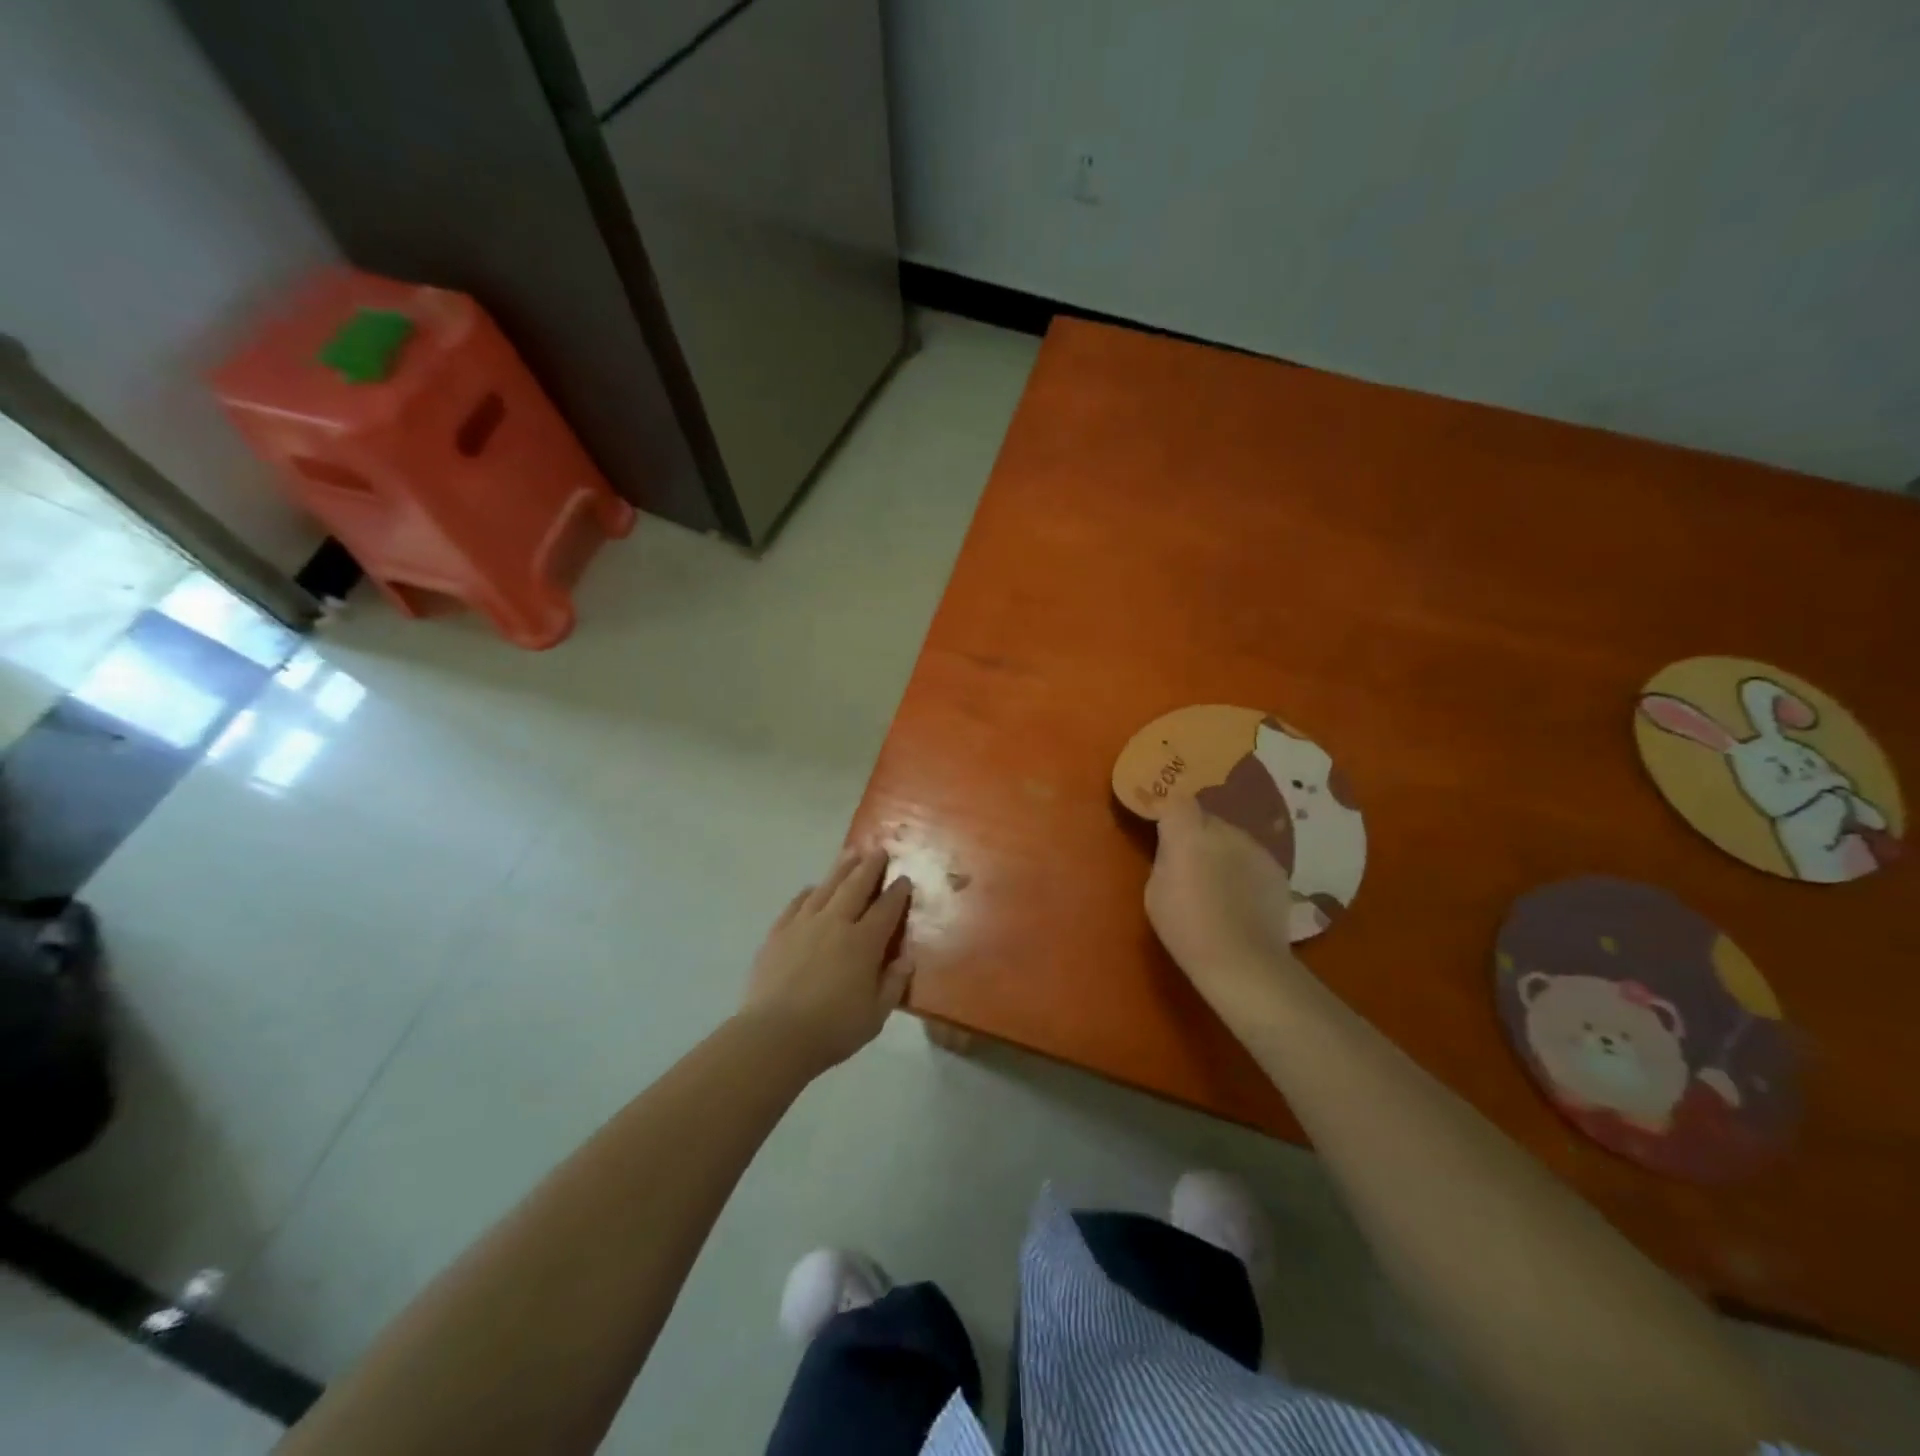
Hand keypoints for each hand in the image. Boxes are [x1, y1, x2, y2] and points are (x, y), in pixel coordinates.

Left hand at [740, 848, 912, 1074]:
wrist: (775, 1035)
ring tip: (851, 853)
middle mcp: (835, 923)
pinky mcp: (778, 933)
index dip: (897, 892)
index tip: (904, 878)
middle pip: (856, 886)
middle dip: (870, 866)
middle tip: (879, 849)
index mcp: (864, 943)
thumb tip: (906, 959)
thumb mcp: (876, 1015)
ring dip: (841, 869)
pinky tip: (812, 889)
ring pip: (826, 887)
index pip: (886, 909)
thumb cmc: (832, 1029)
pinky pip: (796, 903)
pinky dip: (808, 892)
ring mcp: (803, 924)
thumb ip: (893, 983)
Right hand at [1146, 797, 1299, 1006]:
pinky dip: (1243, 869)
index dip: (1169, 812)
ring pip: (1231, 838)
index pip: (1177, 802)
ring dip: (1221, 850)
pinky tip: (1241, 897)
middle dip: (1196, 833)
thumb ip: (1165, 859)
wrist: (1243, 962)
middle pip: (1206, 818)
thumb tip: (1174, 850)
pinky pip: (1252, 858)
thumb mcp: (1155, 892)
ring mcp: (1256, 848)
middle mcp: (1225, 831)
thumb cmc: (1186, 929)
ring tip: (1217, 883)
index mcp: (1188, 834)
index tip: (1162, 829)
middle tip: (1188, 862)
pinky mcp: (1277, 869)